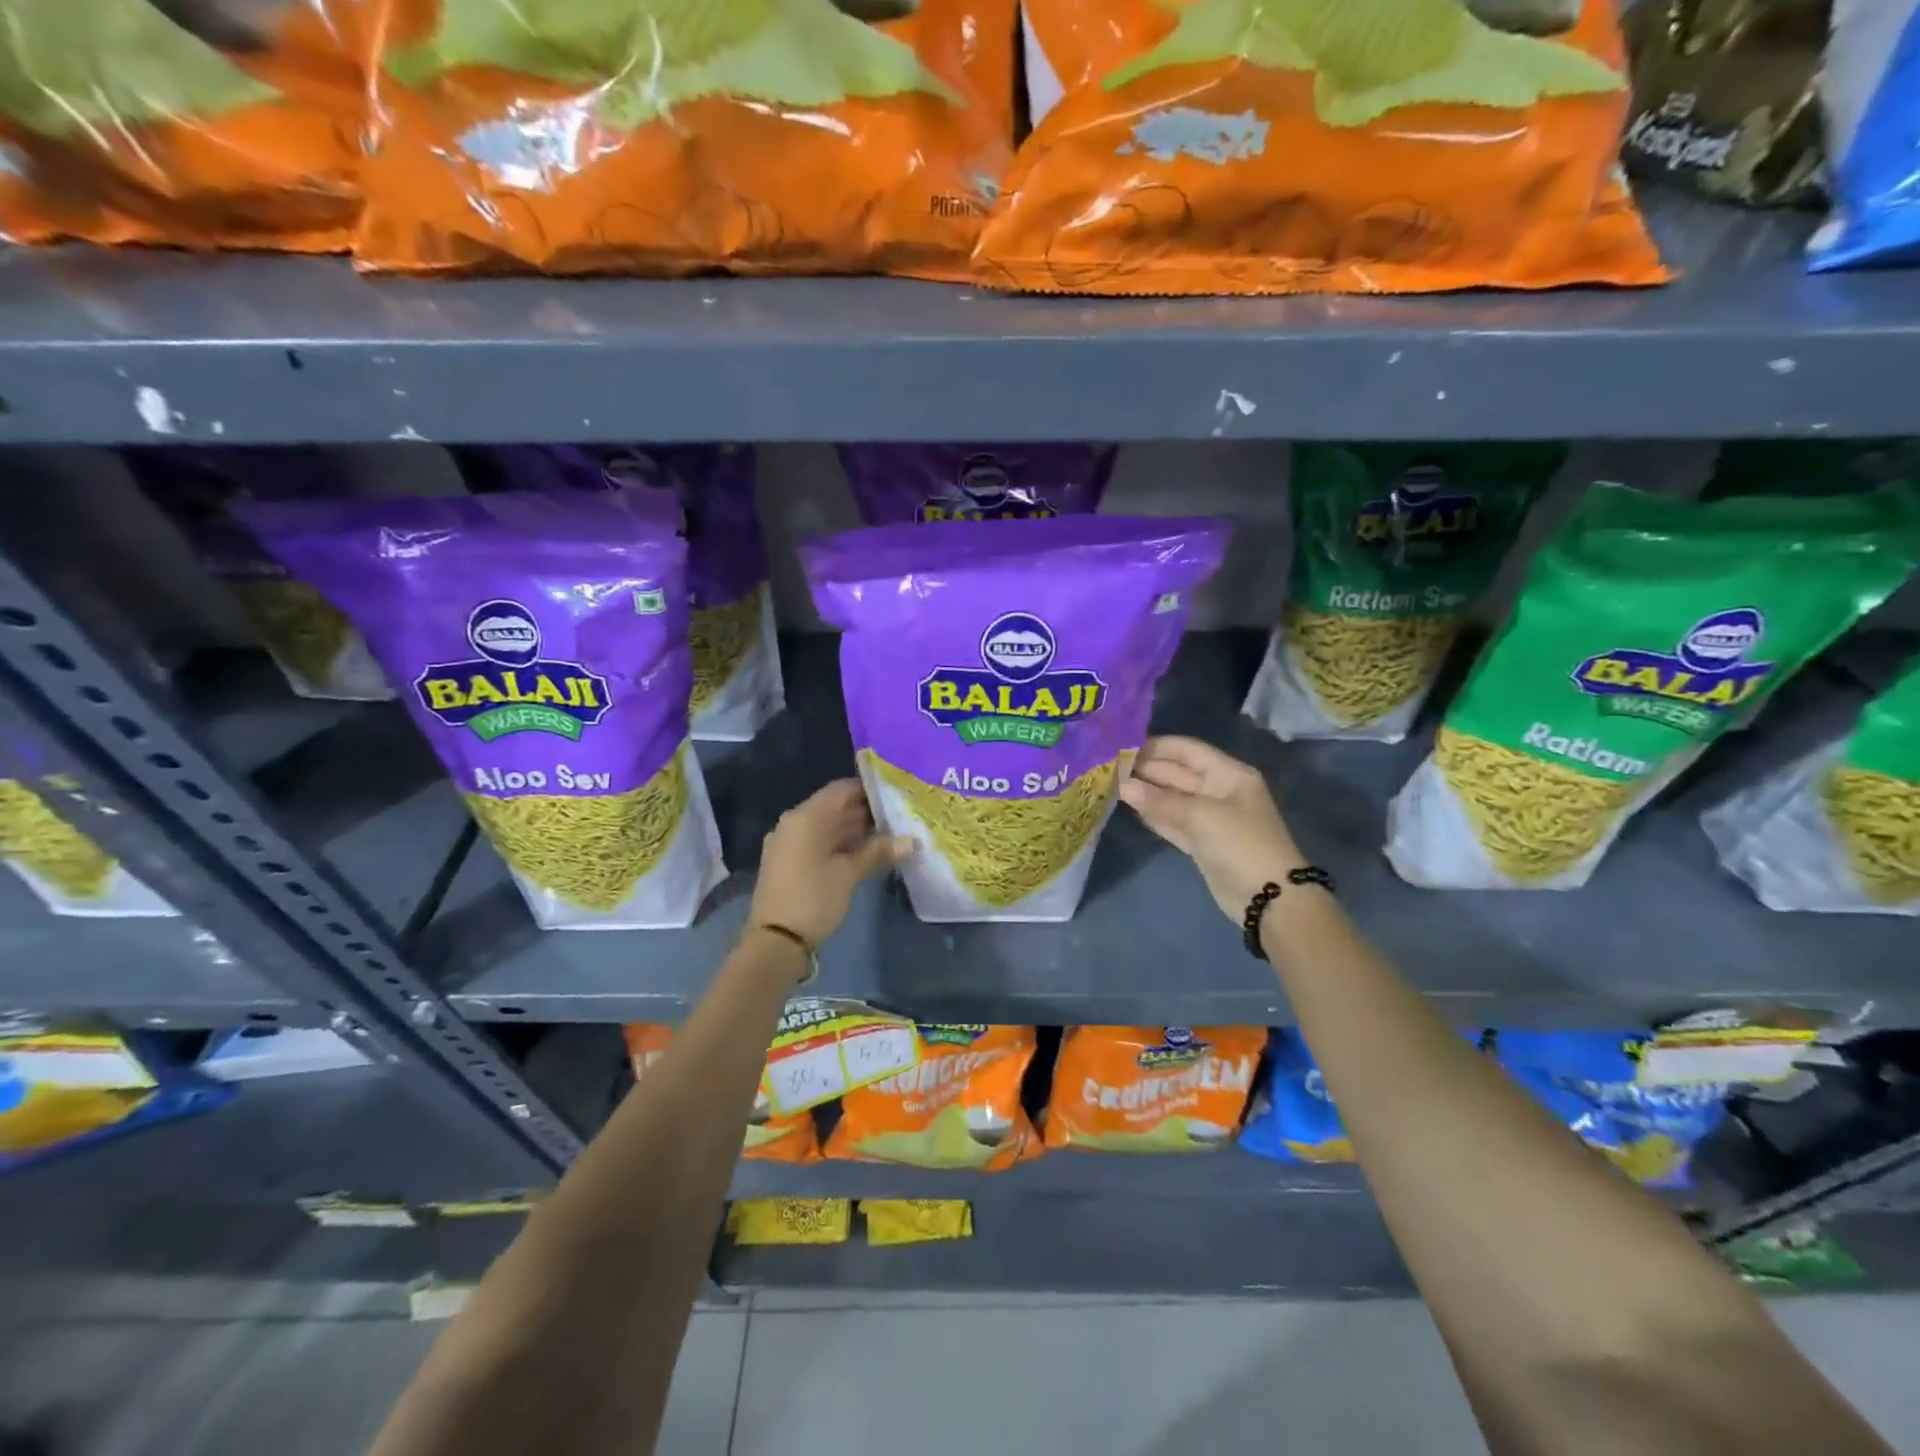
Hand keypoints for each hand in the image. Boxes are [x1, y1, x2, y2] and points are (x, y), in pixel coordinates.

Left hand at [749, 779, 913, 948]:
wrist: (775, 941)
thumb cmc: (813, 899)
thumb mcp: (848, 874)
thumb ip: (878, 852)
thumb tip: (912, 842)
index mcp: (805, 817)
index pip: (841, 789)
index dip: (869, 789)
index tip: (896, 793)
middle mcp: (794, 823)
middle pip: (835, 807)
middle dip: (866, 811)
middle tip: (900, 815)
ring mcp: (789, 843)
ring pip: (828, 826)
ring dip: (856, 829)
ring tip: (891, 832)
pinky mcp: (789, 861)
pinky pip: (819, 842)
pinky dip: (841, 844)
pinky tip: (867, 851)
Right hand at [1118, 736, 1305, 924]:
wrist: (1269, 898)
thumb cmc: (1241, 844)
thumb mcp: (1202, 816)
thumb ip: (1160, 800)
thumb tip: (1123, 786)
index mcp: (1228, 774)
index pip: (1187, 750)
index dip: (1156, 746)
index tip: (1122, 745)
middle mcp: (1218, 790)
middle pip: (1176, 773)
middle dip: (1145, 770)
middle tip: (1108, 767)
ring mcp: (1210, 818)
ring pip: (1172, 799)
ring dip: (1146, 793)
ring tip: (1111, 784)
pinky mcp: (1201, 842)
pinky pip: (1173, 822)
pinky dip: (1154, 815)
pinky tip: (1130, 808)